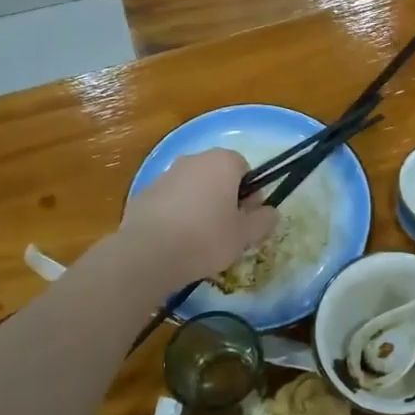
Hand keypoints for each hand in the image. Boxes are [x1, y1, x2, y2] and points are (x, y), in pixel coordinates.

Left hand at [119, 149, 276, 285]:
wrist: (147, 254)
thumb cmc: (206, 239)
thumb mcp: (245, 235)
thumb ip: (263, 220)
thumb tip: (271, 212)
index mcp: (222, 162)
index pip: (244, 168)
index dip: (249, 193)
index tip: (246, 218)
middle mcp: (193, 160)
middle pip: (217, 175)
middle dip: (224, 198)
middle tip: (227, 230)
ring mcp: (165, 175)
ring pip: (193, 187)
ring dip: (200, 205)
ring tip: (199, 239)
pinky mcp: (143, 193)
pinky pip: (170, 200)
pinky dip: (176, 214)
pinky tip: (175, 241)